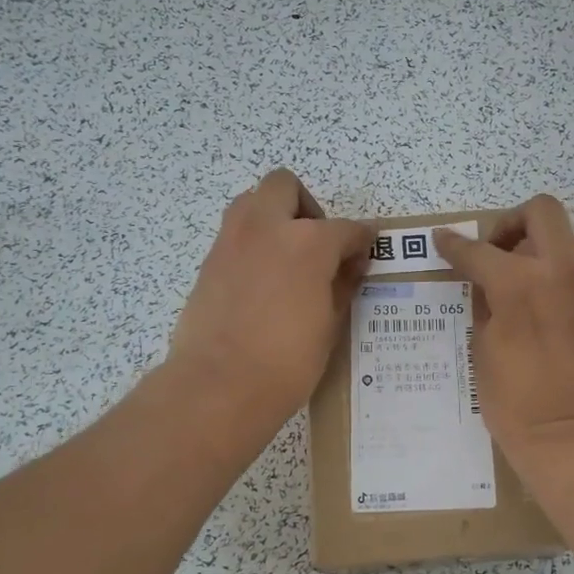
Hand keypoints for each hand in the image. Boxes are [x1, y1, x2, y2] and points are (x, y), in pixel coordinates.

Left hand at [169, 170, 375, 428]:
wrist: (219, 386)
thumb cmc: (287, 362)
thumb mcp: (330, 325)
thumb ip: (342, 285)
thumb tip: (351, 265)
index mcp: (308, 243)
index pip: (346, 228)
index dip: (361, 240)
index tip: (365, 253)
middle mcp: (267, 228)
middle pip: (285, 186)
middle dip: (306, 206)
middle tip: (317, 243)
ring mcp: (231, 241)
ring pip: (251, 201)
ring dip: (273, 216)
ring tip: (287, 256)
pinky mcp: (208, 262)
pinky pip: (234, 235)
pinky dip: (252, 244)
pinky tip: (263, 282)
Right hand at [434, 195, 573, 469]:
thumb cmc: (514, 403)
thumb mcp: (482, 349)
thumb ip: (486, 304)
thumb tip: (488, 285)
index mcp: (518, 284)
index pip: (478, 250)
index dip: (455, 244)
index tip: (446, 241)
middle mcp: (564, 273)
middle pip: (544, 212)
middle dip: (516, 223)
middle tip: (504, 251)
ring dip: (551, 256)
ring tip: (539, 288)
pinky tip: (567, 326)